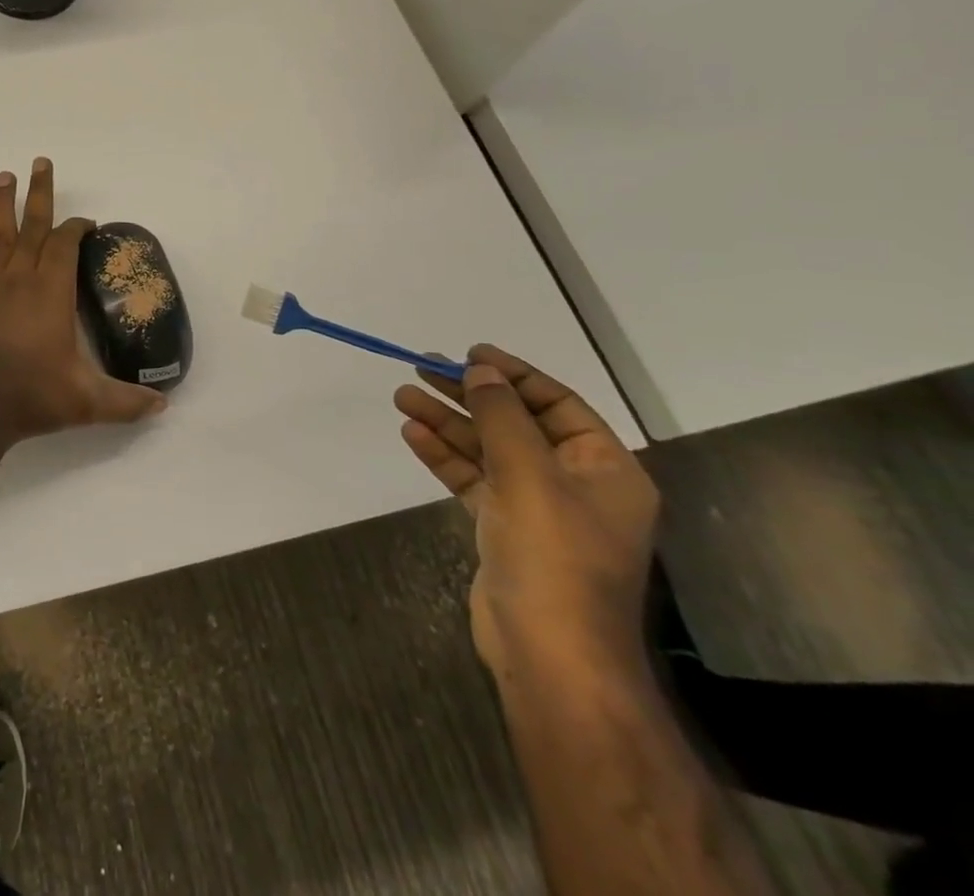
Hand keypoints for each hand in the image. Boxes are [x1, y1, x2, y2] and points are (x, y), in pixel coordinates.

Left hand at [0, 159, 166, 447]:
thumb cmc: (29, 398)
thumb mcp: (86, 403)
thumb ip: (126, 401)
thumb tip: (163, 405)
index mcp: (51, 293)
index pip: (65, 245)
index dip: (76, 228)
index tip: (86, 222)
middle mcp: (20, 278)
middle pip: (33, 226)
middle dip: (40, 193)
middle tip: (41, 162)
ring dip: (2, 204)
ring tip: (4, 176)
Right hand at [393, 345, 657, 680]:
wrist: (552, 654)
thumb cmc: (555, 557)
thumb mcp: (530, 475)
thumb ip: (502, 417)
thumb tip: (481, 370)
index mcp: (605, 469)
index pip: (557, 403)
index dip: (514, 374)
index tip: (469, 353)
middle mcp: (575, 483)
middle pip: (515, 424)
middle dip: (468, 396)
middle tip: (421, 369)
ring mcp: (539, 509)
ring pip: (487, 451)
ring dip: (447, 423)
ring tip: (402, 396)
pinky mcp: (506, 530)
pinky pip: (473, 480)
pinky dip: (444, 457)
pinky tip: (413, 435)